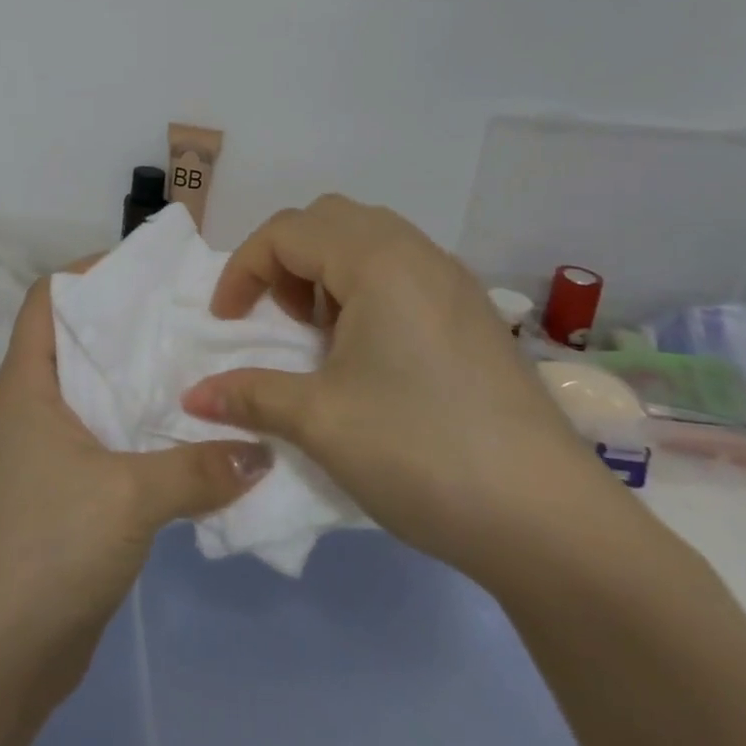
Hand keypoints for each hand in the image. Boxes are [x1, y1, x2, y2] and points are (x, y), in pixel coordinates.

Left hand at [0, 272, 272, 698]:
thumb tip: (261, 450)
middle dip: (130, 324)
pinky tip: (192, 434)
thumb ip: (198, 468)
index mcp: (27, 382)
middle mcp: (32, 404)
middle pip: (79, 339)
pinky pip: (107, 436)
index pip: (48, 298)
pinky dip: (143, 427)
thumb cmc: (49, 546)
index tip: (147, 271)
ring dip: (141, 380)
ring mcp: (47, 448)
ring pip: (97, 390)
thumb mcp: (130, 497)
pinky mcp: (65, 487)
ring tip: (203, 365)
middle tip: (192, 315)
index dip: (89, 273)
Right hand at [181, 194, 616, 588]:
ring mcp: (453, 283)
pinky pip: (402, 271)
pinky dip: (364, 290)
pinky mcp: (474, 315)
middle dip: (285, 260)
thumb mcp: (319, 421)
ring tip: (320, 337)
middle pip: (328, 220)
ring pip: (368, 241)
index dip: (243, 271)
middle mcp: (417, 254)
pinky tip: (369, 356)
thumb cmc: (421, 453)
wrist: (552, 525)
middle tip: (277, 319)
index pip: (286, 232)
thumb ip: (249, 394)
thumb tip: (193, 398)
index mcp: (377, 261)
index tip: (227, 324)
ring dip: (325, 273)